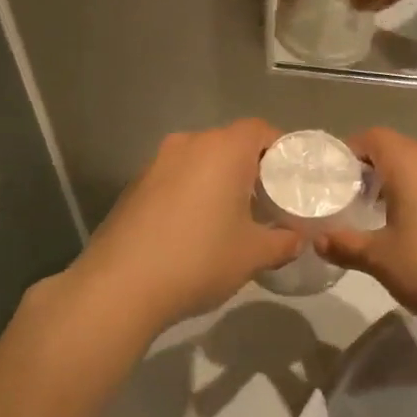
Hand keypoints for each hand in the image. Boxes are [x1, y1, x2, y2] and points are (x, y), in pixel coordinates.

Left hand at [71, 120, 300, 331]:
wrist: (120, 287)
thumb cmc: (199, 259)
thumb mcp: (254, 255)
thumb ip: (284, 242)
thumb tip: (296, 238)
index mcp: (223, 150)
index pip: (260, 130)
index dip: (281, 149)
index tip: (292, 177)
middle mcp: (188, 144)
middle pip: (229, 143)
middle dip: (251, 166)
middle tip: (268, 199)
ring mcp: (155, 163)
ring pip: (200, 160)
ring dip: (219, 180)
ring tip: (233, 215)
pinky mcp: (134, 186)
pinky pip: (175, 178)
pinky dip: (192, 192)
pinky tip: (195, 227)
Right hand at [314, 128, 416, 328]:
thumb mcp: (381, 259)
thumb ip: (345, 245)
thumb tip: (318, 240)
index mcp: (411, 165)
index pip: (374, 137)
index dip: (349, 151)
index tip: (332, 178)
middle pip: (397, 149)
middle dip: (370, 169)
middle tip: (349, 200)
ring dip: (396, 183)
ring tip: (377, 216)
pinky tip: (413, 228)